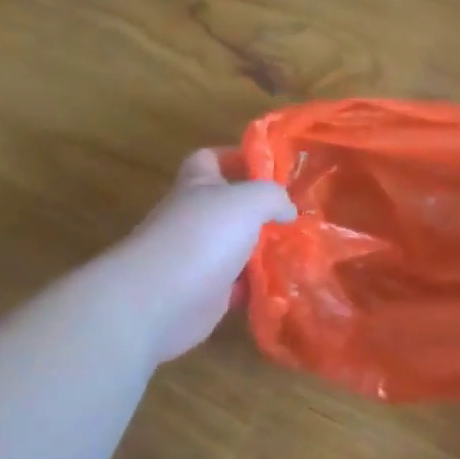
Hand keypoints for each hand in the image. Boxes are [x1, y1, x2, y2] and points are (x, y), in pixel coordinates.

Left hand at [106, 149, 295, 362]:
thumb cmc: (202, 237)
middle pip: (229, 207)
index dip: (237, 158)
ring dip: (263, 250)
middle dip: (261, 211)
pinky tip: (283, 284)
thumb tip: (288, 210)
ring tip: (300, 250)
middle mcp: (194, 218)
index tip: (271, 168)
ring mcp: (198, 257)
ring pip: (237, 247)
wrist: (159, 301)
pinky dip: (257, 285)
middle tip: (297, 216)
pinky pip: (238, 285)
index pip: (210, 159)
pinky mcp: (205, 293)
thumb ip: (272, 197)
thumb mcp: (247, 201)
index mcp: (197, 186)